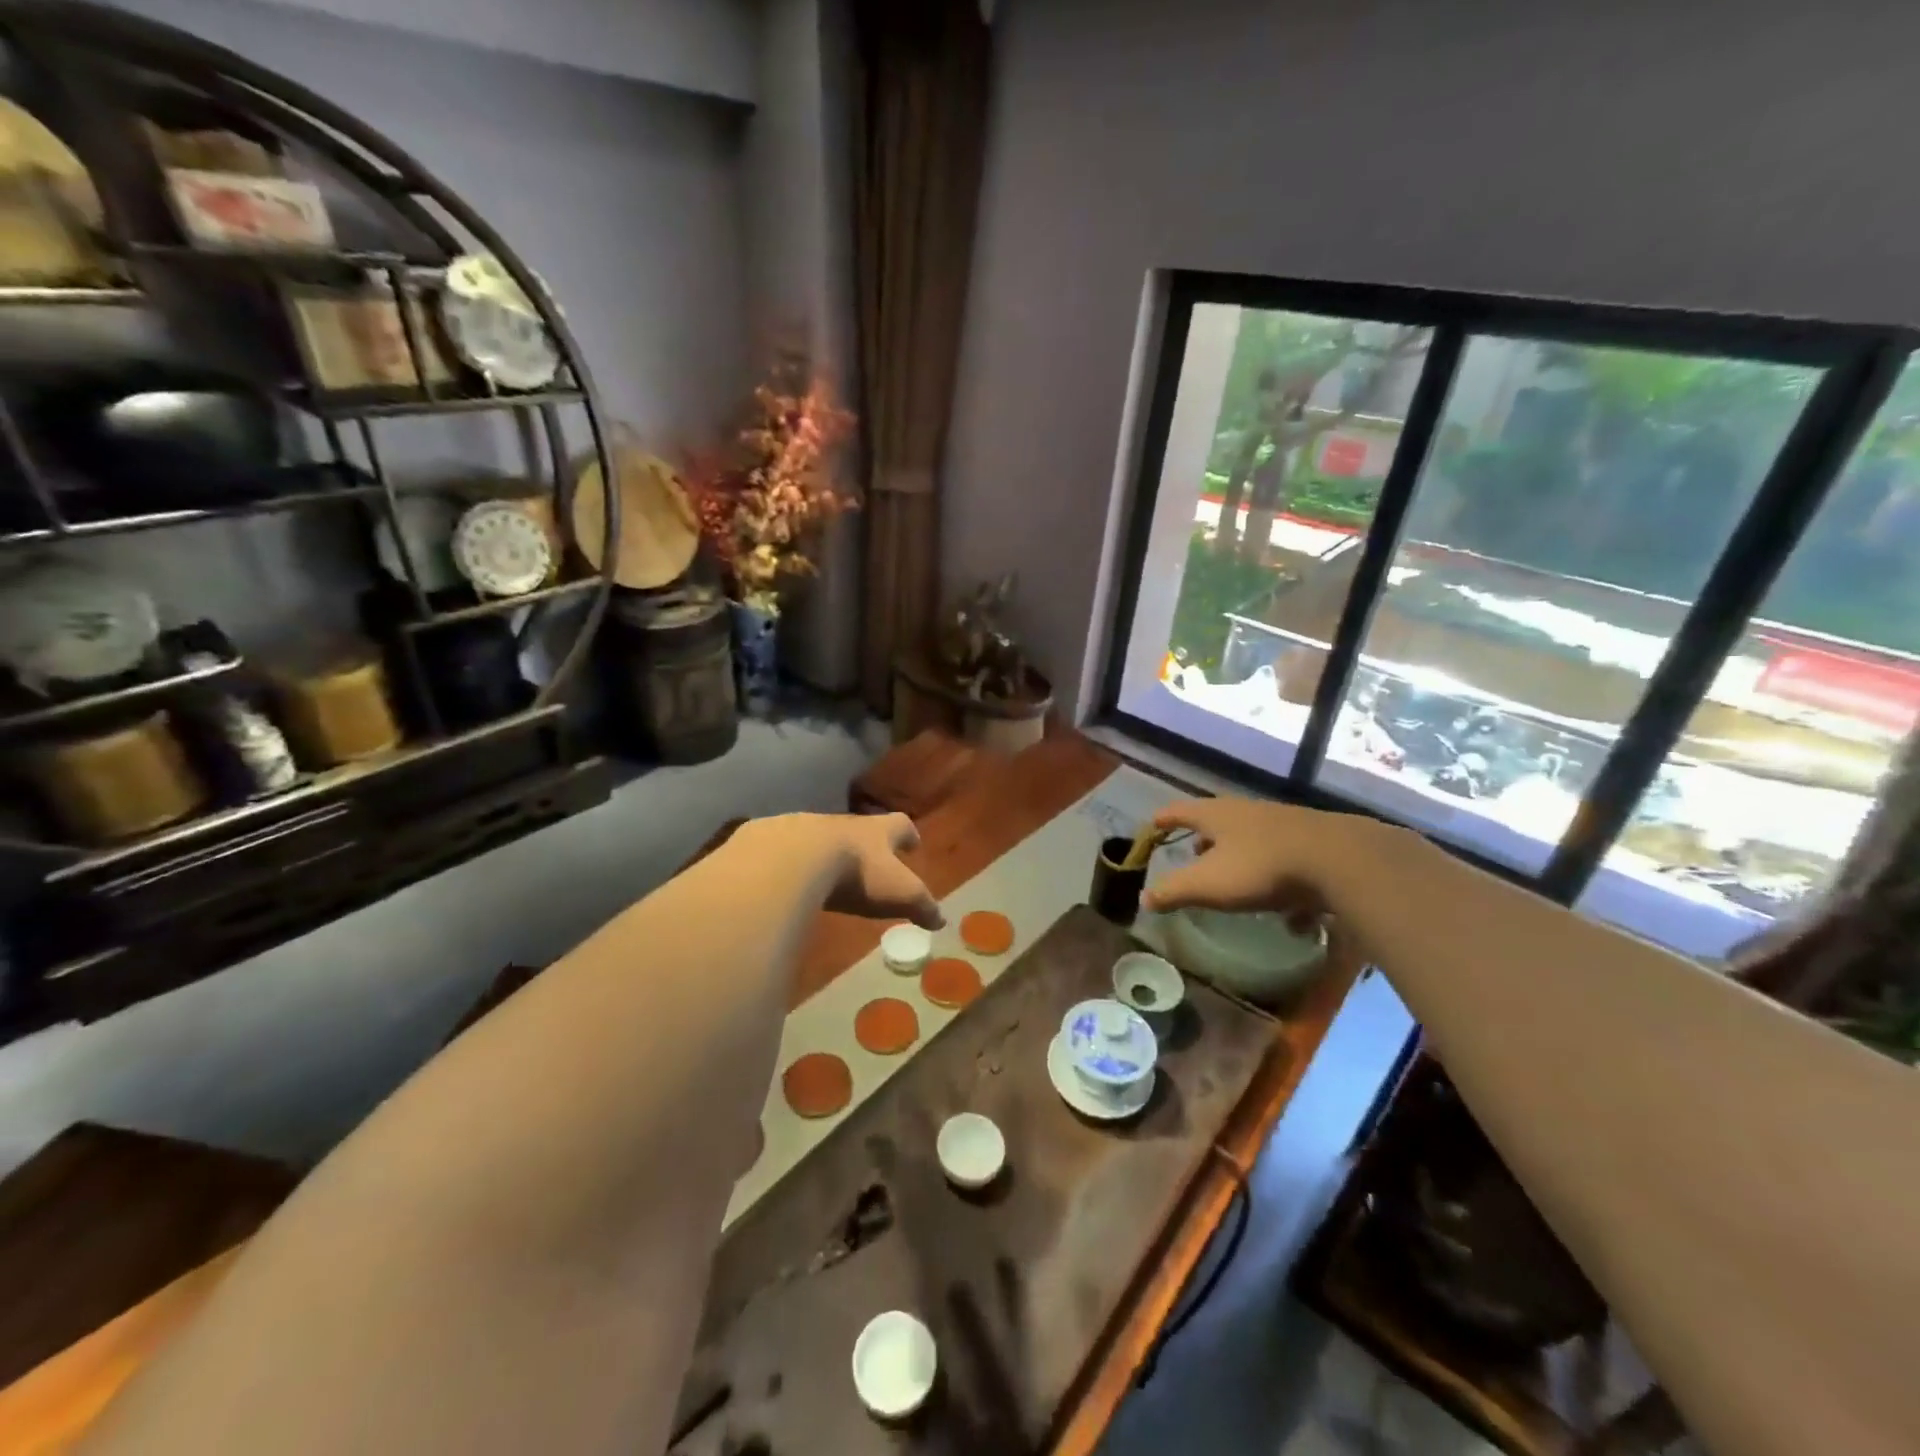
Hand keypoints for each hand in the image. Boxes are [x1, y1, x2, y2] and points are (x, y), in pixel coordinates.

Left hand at [749, 812, 942, 928]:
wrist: (793, 859)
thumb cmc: (856, 873)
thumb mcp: (898, 892)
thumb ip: (921, 905)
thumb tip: (941, 920)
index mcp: (877, 831)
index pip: (900, 825)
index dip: (908, 834)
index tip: (912, 843)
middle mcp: (844, 823)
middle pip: (861, 828)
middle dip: (867, 844)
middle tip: (871, 860)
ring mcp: (806, 828)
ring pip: (823, 837)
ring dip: (828, 852)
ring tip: (828, 872)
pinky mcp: (773, 840)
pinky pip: (787, 850)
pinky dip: (793, 862)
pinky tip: (790, 880)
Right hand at [1142, 796, 1384, 921]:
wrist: (1339, 859)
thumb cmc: (1261, 867)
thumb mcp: (1209, 884)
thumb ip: (1174, 891)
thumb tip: (1144, 899)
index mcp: (1217, 815)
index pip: (1179, 810)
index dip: (1163, 819)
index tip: (1152, 824)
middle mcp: (1247, 812)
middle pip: (1217, 821)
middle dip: (1203, 838)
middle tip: (1192, 854)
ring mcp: (1283, 824)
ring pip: (1252, 838)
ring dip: (1239, 857)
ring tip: (1235, 879)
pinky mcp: (1313, 841)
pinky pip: (1285, 860)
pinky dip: (1278, 880)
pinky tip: (1288, 912)